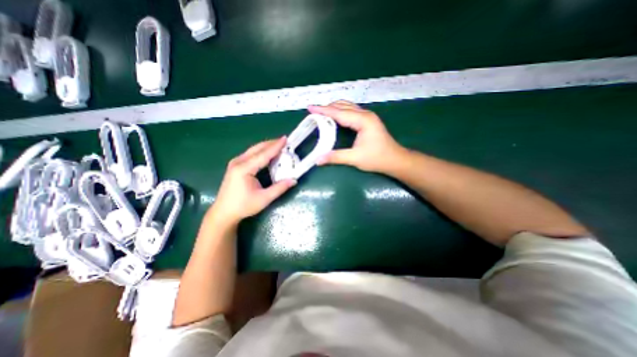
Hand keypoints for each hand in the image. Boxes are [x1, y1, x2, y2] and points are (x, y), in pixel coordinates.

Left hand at [210, 137, 298, 226]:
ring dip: (266, 146)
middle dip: (271, 143)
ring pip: (253, 150)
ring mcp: (235, 163)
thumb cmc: (243, 206)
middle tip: (284, 141)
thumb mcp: (264, 199)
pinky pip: (250, 154)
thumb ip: (279, 188)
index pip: (263, 154)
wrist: (224, 212)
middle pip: (257, 148)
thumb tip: (294, 180)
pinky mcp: (235, 165)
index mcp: (244, 169)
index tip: (285, 138)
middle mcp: (238, 162)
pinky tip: (268, 153)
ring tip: (279, 145)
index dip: (276, 146)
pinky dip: (261, 151)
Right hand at [310, 100, 407, 173]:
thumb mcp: (355, 158)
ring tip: (321, 114)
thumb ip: (336, 157)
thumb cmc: (377, 158)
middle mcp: (365, 114)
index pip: (339, 112)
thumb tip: (318, 160)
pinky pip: (351, 112)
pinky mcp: (368, 121)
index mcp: (362, 120)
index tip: (310, 108)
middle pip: (343, 106)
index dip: (323, 110)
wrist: (395, 160)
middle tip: (314, 113)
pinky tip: (334, 118)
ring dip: (334, 109)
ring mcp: (367, 116)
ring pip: (347, 107)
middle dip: (327, 108)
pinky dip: (340, 113)